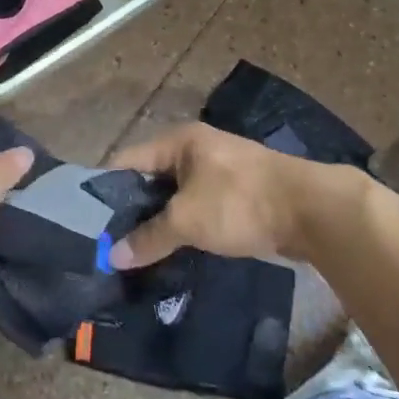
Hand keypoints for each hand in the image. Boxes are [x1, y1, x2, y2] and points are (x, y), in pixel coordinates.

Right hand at [107, 122, 363, 268]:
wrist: (310, 210)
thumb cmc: (239, 202)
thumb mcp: (187, 220)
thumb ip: (149, 237)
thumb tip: (113, 256)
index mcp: (178, 142)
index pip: (128, 161)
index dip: (106, 189)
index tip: (88, 222)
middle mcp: (195, 149)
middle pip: (151, 179)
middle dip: (133, 210)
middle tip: (110, 244)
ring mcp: (219, 170)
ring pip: (176, 196)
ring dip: (160, 221)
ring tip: (137, 253)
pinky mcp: (237, 193)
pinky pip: (198, 207)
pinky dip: (185, 226)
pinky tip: (173, 251)